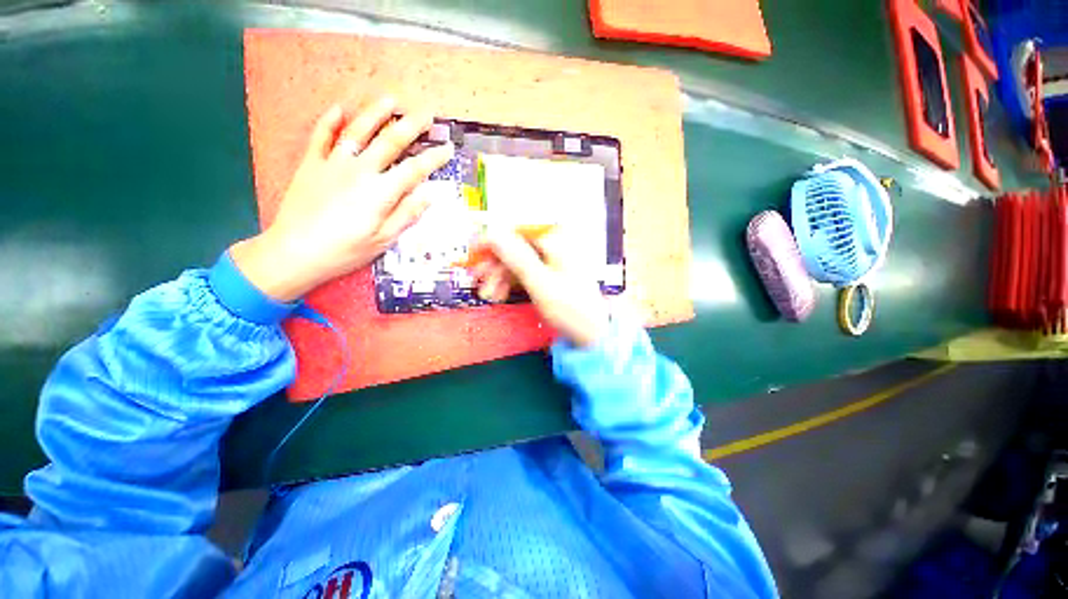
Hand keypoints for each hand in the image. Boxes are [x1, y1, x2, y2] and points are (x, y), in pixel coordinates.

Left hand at [231, 98, 453, 301]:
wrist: (296, 251)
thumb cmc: (345, 250)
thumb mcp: (384, 240)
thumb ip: (406, 215)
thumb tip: (427, 195)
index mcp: (381, 192)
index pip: (415, 170)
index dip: (434, 158)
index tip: (448, 149)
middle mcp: (360, 171)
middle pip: (390, 142)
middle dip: (412, 126)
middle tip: (427, 114)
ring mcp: (333, 164)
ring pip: (358, 131)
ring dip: (376, 113)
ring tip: (391, 100)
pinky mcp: (311, 165)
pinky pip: (320, 137)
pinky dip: (329, 121)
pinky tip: (339, 109)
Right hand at [472, 227, 610, 347]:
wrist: (591, 334)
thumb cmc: (569, 308)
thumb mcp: (539, 283)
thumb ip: (517, 257)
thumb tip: (493, 232)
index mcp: (556, 241)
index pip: (518, 230)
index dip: (494, 239)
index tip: (474, 251)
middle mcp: (554, 246)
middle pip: (516, 247)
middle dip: (495, 263)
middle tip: (477, 279)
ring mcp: (552, 261)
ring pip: (518, 261)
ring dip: (501, 276)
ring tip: (489, 294)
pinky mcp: (550, 275)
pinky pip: (525, 273)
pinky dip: (511, 282)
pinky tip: (500, 294)